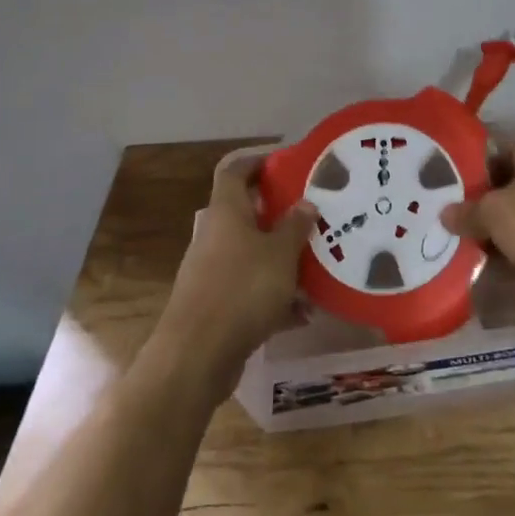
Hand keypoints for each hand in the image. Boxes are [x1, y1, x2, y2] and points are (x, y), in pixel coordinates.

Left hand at [155, 154, 314, 398]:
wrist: (197, 355)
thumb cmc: (242, 289)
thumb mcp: (280, 253)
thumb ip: (296, 226)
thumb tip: (305, 203)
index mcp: (226, 211)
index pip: (234, 170)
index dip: (256, 160)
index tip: (285, 162)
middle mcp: (215, 235)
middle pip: (246, 213)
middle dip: (279, 214)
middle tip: (312, 214)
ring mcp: (213, 271)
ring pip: (252, 254)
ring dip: (282, 259)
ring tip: (317, 266)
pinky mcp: (217, 305)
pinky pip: (251, 290)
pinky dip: (275, 297)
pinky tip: (303, 313)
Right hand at [442, 141, 514, 291]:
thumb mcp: (494, 217)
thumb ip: (467, 213)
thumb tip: (445, 214)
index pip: (496, 154)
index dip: (473, 175)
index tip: (454, 198)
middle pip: (513, 183)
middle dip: (490, 206)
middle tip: (464, 226)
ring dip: (508, 227)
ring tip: (482, 248)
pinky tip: (511, 262)